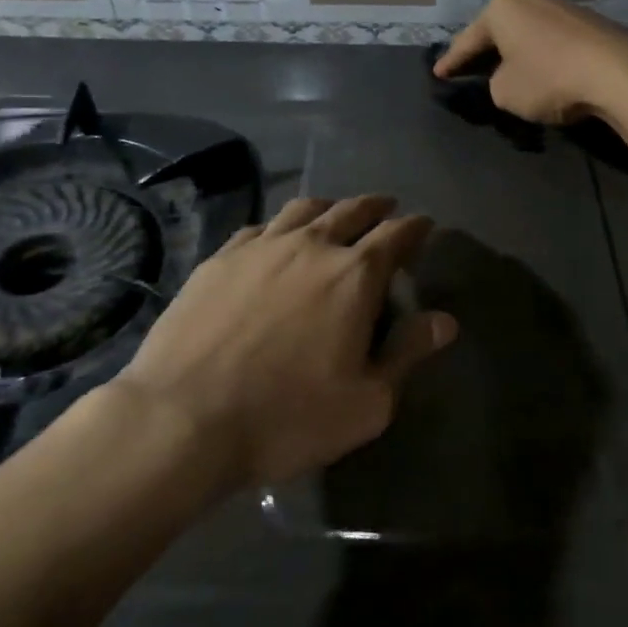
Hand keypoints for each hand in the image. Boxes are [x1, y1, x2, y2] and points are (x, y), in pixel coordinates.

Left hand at [114, 196, 456, 491]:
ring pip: (304, 209)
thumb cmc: (286, 417)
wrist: (182, 420)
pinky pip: (259, 228)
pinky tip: (275, 239)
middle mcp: (311, 246)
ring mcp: (261, 247)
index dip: (415, 227)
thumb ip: (408, 354)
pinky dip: (280, 227)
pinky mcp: (220, 259)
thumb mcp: (366, 402)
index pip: (396, 235)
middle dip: (375, 207)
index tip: (424, 225)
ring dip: (329, 206)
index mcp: (354, 275)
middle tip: (386, 208)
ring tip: (335, 212)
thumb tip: (445, 320)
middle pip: (351, 210)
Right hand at [433, 0, 627, 125]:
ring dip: (518, 52)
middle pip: (500, 29)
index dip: (451, 61)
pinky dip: (544, 56)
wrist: (617, 73)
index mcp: (503, 8)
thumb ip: (495, 83)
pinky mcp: (591, 23)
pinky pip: (555, 41)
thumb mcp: (505, 92)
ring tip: (508, 70)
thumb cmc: (548, 78)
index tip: (438, 74)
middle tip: (469, 67)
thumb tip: (509, 77)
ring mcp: (565, 7)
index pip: (468, 39)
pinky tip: (545, 71)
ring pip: (529, 33)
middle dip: (486, 50)